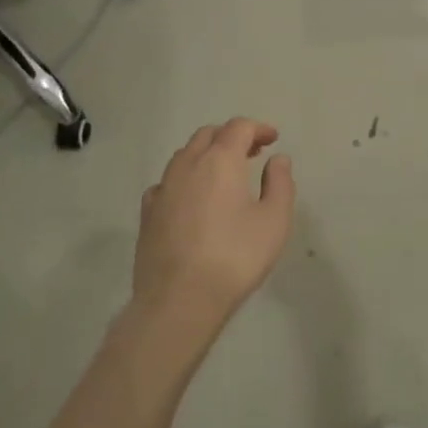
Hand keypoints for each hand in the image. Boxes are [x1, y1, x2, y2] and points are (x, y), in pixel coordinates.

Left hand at [132, 119, 295, 338]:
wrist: (179, 300)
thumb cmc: (235, 257)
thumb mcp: (274, 221)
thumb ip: (280, 183)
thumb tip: (277, 159)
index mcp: (220, 161)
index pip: (238, 127)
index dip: (258, 128)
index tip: (273, 139)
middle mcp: (187, 165)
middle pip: (208, 135)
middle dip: (231, 136)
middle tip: (252, 152)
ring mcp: (163, 188)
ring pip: (184, 155)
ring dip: (206, 154)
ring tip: (224, 173)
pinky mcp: (147, 213)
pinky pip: (167, 182)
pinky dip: (185, 179)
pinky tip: (192, 198)